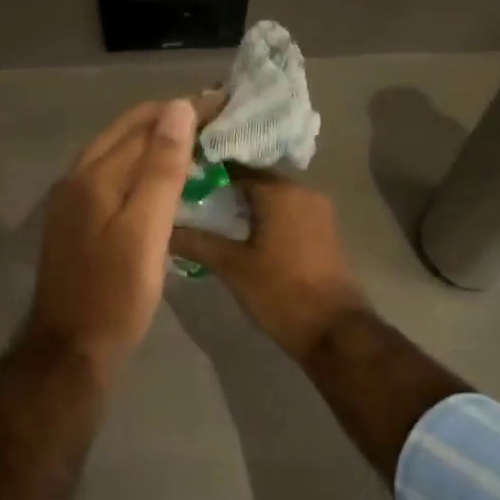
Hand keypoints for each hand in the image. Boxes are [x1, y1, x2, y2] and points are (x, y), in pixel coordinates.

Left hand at [28, 99, 198, 376]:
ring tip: (193, 142)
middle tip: (213, 118)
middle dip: (168, 119)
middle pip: (125, 132)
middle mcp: (76, 177)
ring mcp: (70, 200)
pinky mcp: (74, 220)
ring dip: (152, 141)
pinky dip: (137, 166)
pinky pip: (109, 176)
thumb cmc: (116, 293)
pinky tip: (159, 179)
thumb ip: (161, 169)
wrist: (71, 347)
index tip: (223, 103)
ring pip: (116, 153)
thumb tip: (178, 108)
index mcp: (94, 175)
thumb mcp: (146, 230)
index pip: (144, 123)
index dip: (184, 110)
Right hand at [168, 169, 371, 365]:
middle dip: (223, 189)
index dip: (206, 173)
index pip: (235, 167)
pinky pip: (286, 213)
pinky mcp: (323, 232)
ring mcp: (318, 212)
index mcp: (281, 191)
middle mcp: (303, 191)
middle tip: (189, 200)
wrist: (336, 331)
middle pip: (255, 180)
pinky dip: (263, 218)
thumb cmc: (281, 292)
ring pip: (272, 198)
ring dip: (244, 205)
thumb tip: (163, 230)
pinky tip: (239, 235)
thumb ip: (197, 242)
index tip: (180, 181)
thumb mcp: (233, 267)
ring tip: (208, 218)